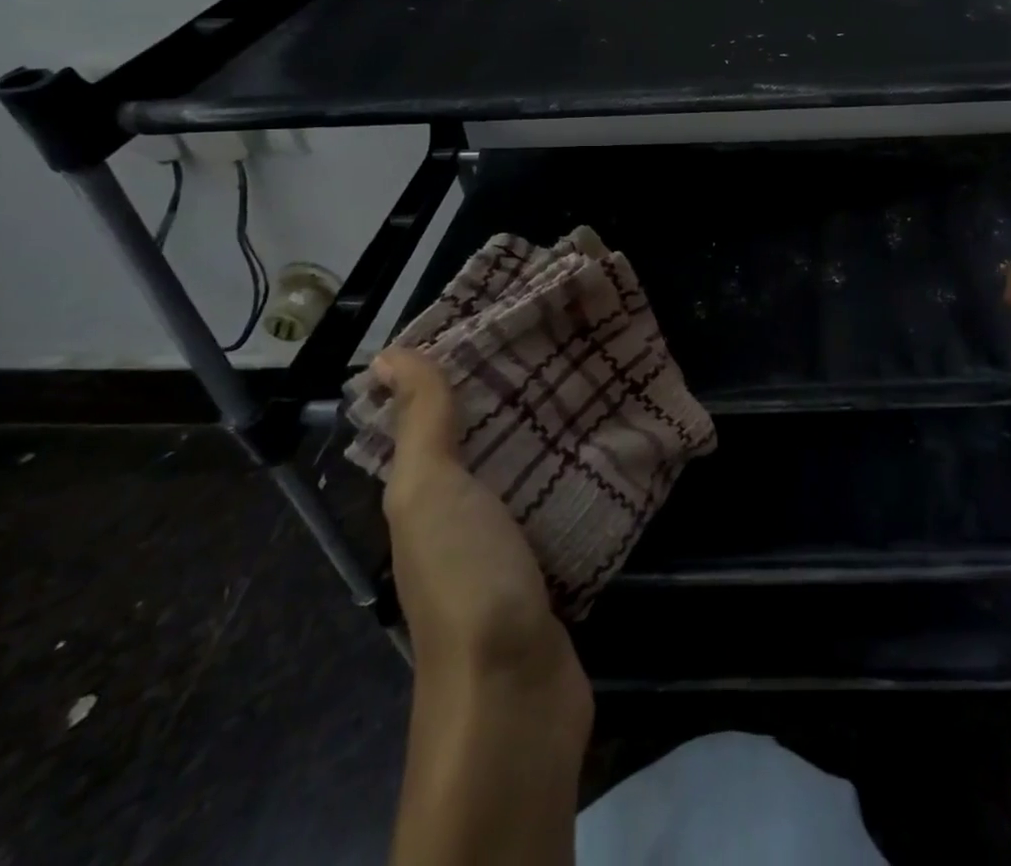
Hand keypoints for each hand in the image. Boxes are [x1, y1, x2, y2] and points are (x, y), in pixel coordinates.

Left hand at [378, 348, 584, 692]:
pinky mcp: (556, 559)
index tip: (507, 317)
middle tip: (569, 337)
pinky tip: (618, 438)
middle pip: (491, 438)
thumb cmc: (466, 578)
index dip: (462, 368)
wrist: (514, 692)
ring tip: (601, 374)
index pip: (438, 417)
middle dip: (522, 391)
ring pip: (533, 465)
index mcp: (427, 496)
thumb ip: (422, 425)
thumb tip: (391, 356)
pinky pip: (567, 498)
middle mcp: (465, 514)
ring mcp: (512, 540)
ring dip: (558, 428)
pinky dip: (585, 468)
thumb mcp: (431, 493)